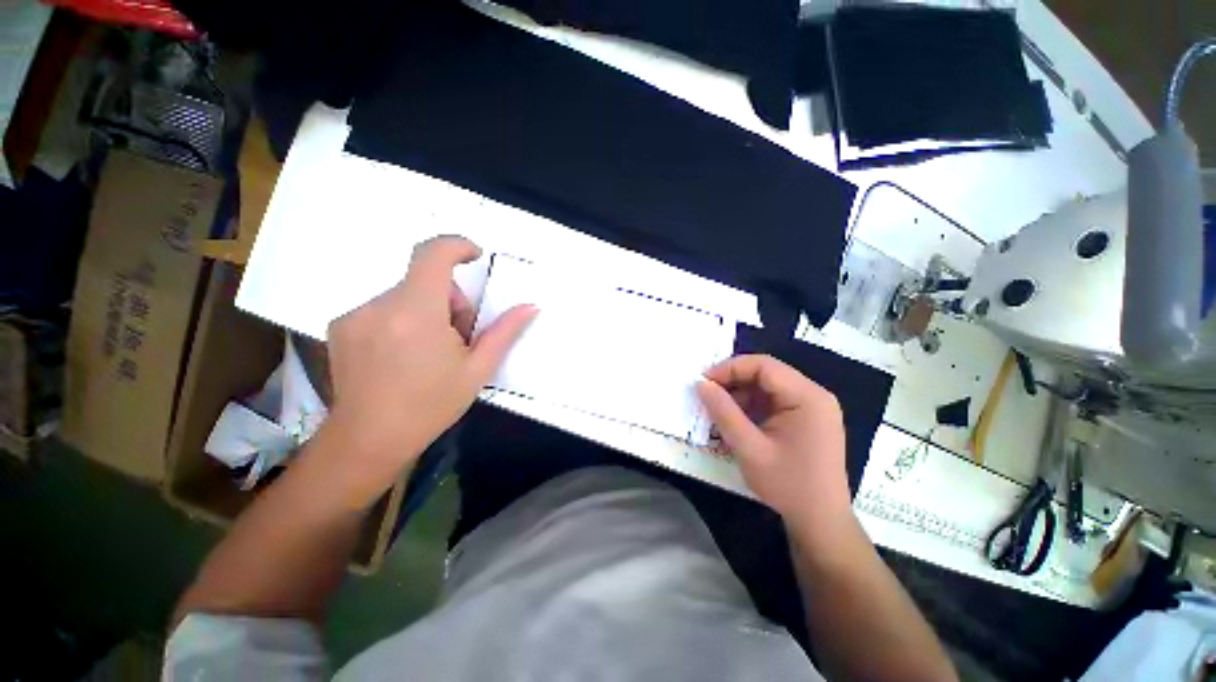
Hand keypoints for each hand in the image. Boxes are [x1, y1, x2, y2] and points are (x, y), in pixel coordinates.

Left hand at [323, 236, 536, 498]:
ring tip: (430, 351)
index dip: (457, 246)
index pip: (433, 254)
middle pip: (425, 280)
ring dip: (427, 311)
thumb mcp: (477, 369)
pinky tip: (403, 356)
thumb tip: (530, 307)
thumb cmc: (430, 405)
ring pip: (406, 296)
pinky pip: (384, 308)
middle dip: (450, 300)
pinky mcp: (341, 325)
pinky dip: (404, 320)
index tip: (474, 256)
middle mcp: (380, 305)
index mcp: (416, 313)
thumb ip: (504, 332)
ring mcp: (355, 315)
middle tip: (458, 337)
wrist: (368, 440)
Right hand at [697, 355, 851, 532]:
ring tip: (719, 410)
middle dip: (733, 380)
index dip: (730, 368)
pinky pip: (773, 401)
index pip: (764, 366)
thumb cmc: (787, 485)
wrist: (820, 522)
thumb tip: (701, 384)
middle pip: (767, 373)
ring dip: (740, 394)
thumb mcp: (749, 448)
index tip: (704, 381)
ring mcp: (812, 407)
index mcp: (808, 397)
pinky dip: (751, 406)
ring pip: (767, 386)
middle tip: (707, 394)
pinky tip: (736, 420)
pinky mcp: (806, 419)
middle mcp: (814, 395)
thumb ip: (723, 412)